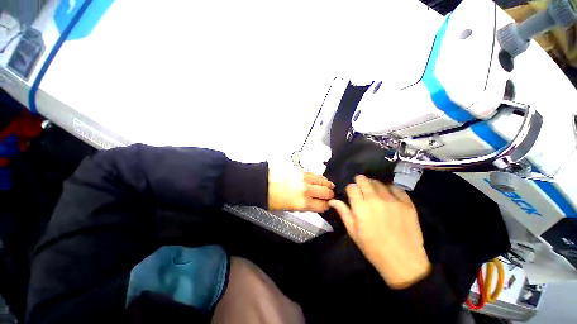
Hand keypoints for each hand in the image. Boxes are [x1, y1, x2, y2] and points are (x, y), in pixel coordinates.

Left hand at [268, 167, 334, 212]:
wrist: (263, 183)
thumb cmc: (271, 197)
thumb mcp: (289, 208)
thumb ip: (304, 206)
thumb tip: (312, 204)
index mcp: (303, 203)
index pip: (323, 205)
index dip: (327, 206)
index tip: (328, 205)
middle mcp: (306, 191)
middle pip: (326, 192)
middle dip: (330, 195)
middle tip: (331, 195)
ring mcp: (304, 179)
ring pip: (323, 181)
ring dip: (327, 184)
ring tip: (329, 185)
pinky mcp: (300, 170)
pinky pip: (314, 174)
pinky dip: (319, 177)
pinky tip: (319, 179)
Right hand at [329, 175, 430, 288]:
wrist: (403, 261)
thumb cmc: (373, 248)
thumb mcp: (353, 231)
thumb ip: (343, 212)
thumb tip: (332, 201)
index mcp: (361, 207)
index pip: (352, 187)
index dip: (350, 189)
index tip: (352, 194)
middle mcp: (375, 199)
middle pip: (364, 180)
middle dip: (360, 182)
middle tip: (361, 189)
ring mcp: (393, 200)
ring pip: (379, 182)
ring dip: (373, 185)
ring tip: (374, 192)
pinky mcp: (407, 203)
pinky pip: (396, 188)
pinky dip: (390, 189)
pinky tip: (389, 195)